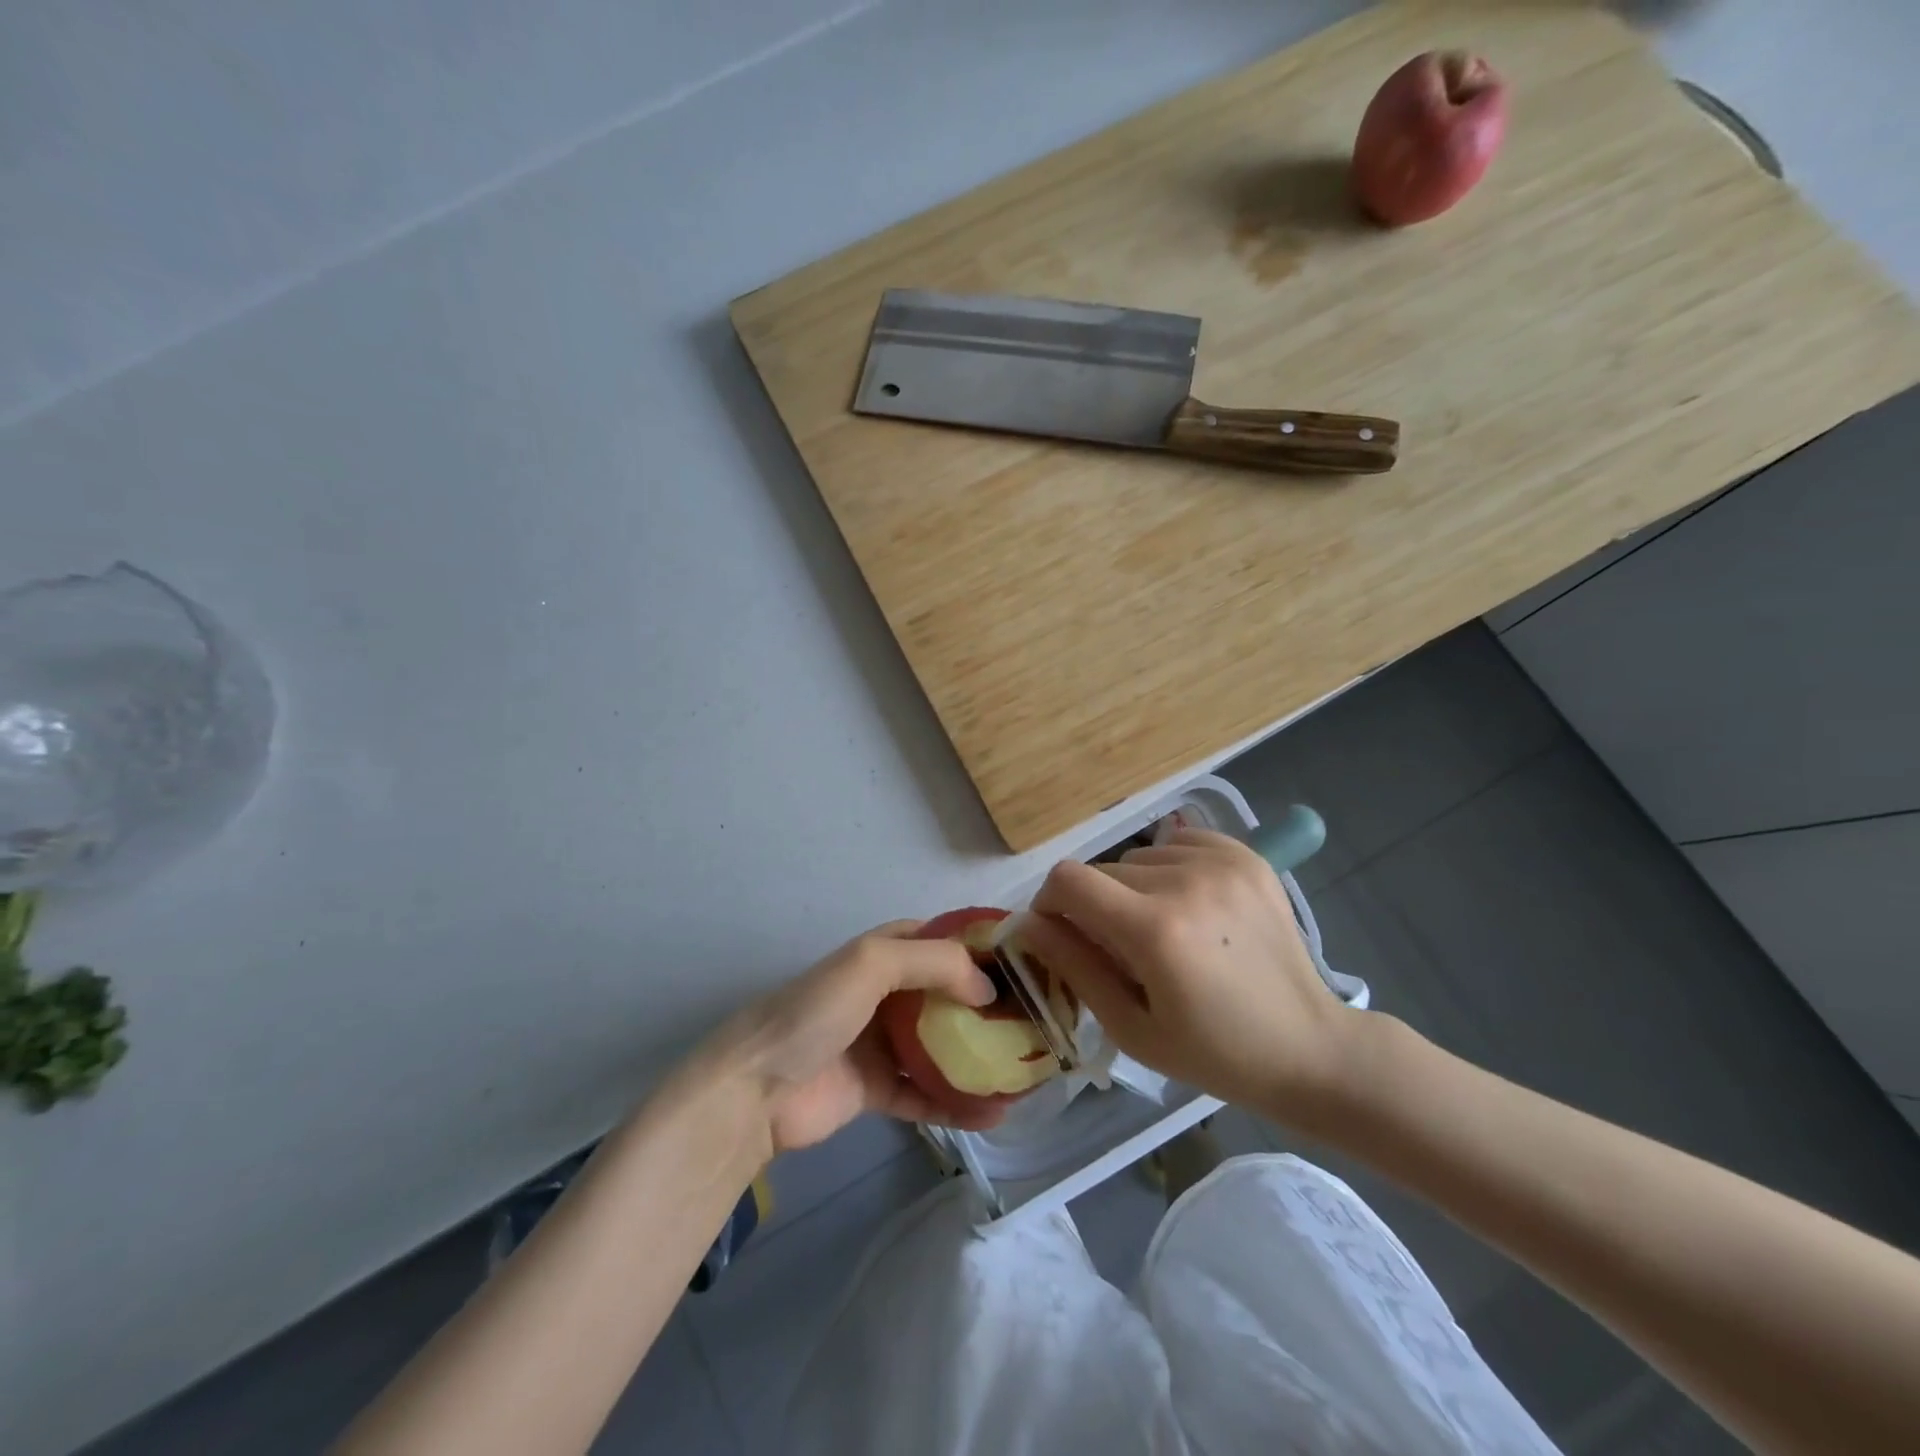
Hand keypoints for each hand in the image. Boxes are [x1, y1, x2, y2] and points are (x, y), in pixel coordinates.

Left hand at [707, 922, 1000, 1155]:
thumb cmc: (814, 1012)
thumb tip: (987, 989)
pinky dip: (957, 1104)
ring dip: (977, 1057)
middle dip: (988, 1006)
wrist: (754, 1090)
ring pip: (941, 1046)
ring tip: (1025, 1072)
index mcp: (883, 953)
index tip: (1027, 962)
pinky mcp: (875, 1089)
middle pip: (947, 994)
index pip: (941, 940)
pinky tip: (994, 1115)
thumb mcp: (872, 965)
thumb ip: (935, 963)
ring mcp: (880, 1043)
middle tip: (1037, 1021)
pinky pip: (925, 1093)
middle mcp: (886, 993)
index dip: (980, 947)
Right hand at [1021, 828, 1365, 1120]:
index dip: (1050, 903)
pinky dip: (1171, 868)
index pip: (1068, 880)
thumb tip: (1025, 925)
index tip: (1061, 932)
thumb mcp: (1132, 1027)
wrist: (1310, 1047)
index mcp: (1155, 931)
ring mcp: (1221, 863)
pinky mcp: (1245, 855)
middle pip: (1103, 871)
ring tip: (1167, 930)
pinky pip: (1179, 842)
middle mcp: (1186, 882)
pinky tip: (1194, 905)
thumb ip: (1074, 967)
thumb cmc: (1214, 1053)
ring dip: (1136, 888)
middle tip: (1124, 951)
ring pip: (1139, 856)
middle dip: (1097, 907)